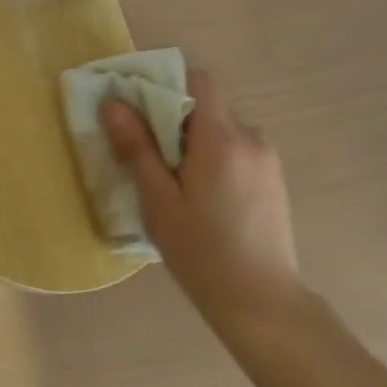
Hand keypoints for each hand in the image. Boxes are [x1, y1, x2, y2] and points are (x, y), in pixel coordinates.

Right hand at [101, 71, 301, 327]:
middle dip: (175, 117)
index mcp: (222, 138)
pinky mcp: (273, 179)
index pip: (198, 80)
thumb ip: (137, 148)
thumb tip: (113, 103)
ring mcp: (267, 159)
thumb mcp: (159, 202)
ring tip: (175, 181)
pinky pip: (237, 148)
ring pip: (222, 127)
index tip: (140, 110)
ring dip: (196, 139)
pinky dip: (214, 156)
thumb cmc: (203, 253)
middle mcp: (251, 137)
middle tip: (149, 154)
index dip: (167, 84)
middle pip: (208, 103)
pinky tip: (202, 196)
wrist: (263, 306)